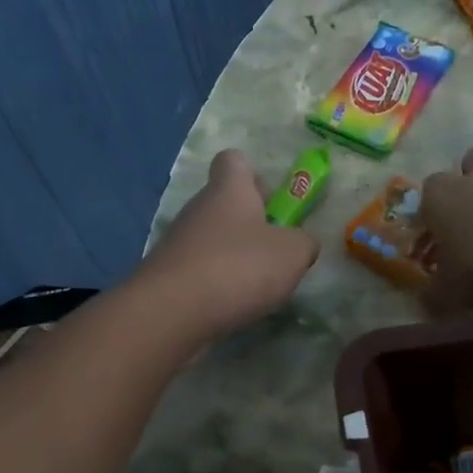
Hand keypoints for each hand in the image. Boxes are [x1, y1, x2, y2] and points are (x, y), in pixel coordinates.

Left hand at [137, 149, 318, 341]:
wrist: (171, 312)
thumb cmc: (238, 267)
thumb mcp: (292, 253)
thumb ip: (304, 243)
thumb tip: (301, 244)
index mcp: (228, 191)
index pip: (234, 160)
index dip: (253, 173)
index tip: (270, 199)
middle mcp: (199, 209)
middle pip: (224, 203)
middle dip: (250, 223)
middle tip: (275, 250)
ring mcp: (178, 242)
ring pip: (212, 239)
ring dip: (234, 256)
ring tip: (257, 284)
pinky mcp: (168, 276)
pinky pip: (199, 269)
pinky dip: (216, 283)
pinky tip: (232, 304)